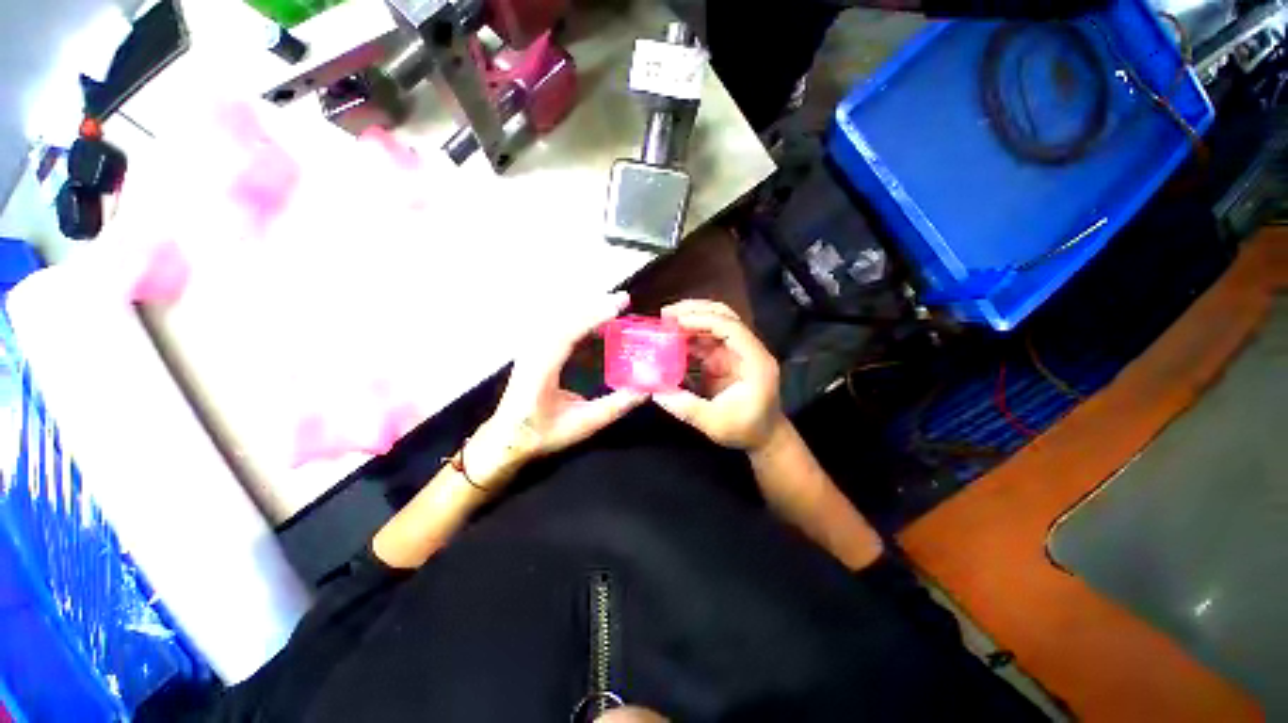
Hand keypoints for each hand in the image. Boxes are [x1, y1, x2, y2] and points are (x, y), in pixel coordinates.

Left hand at [467, 292, 647, 486]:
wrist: (507, 438)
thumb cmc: (543, 432)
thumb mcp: (583, 424)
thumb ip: (615, 407)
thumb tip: (645, 391)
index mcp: (543, 368)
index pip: (569, 332)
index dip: (595, 316)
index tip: (619, 306)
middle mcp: (534, 351)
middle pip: (565, 317)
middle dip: (596, 305)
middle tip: (624, 300)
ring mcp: (531, 347)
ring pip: (560, 317)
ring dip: (588, 309)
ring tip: (614, 307)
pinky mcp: (534, 349)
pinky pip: (556, 324)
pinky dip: (578, 318)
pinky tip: (593, 322)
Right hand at [652, 300, 785, 452]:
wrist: (763, 436)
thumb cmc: (746, 430)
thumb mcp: (715, 423)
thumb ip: (687, 408)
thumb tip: (656, 393)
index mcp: (755, 361)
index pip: (732, 328)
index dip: (704, 320)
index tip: (677, 321)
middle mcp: (747, 349)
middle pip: (724, 316)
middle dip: (695, 311)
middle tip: (666, 313)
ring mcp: (736, 352)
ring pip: (714, 323)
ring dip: (690, 319)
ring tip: (664, 322)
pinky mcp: (725, 358)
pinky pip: (706, 340)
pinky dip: (688, 336)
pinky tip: (670, 339)